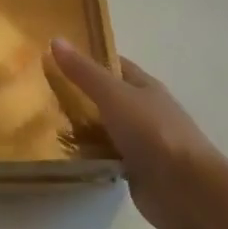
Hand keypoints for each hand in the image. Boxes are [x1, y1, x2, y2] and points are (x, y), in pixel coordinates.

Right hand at [50, 39, 227, 228]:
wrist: (186, 189)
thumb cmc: (152, 132)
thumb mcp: (113, 94)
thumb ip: (84, 72)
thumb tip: (56, 39)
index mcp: (145, 86)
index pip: (114, 65)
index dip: (88, 59)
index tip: (56, 58)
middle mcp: (144, 111)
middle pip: (107, 97)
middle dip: (79, 94)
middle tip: (40, 92)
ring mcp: (141, 142)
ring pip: (104, 128)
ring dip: (81, 127)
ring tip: (43, 122)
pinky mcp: (135, 170)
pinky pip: (105, 156)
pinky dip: (88, 154)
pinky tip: (64, 154)